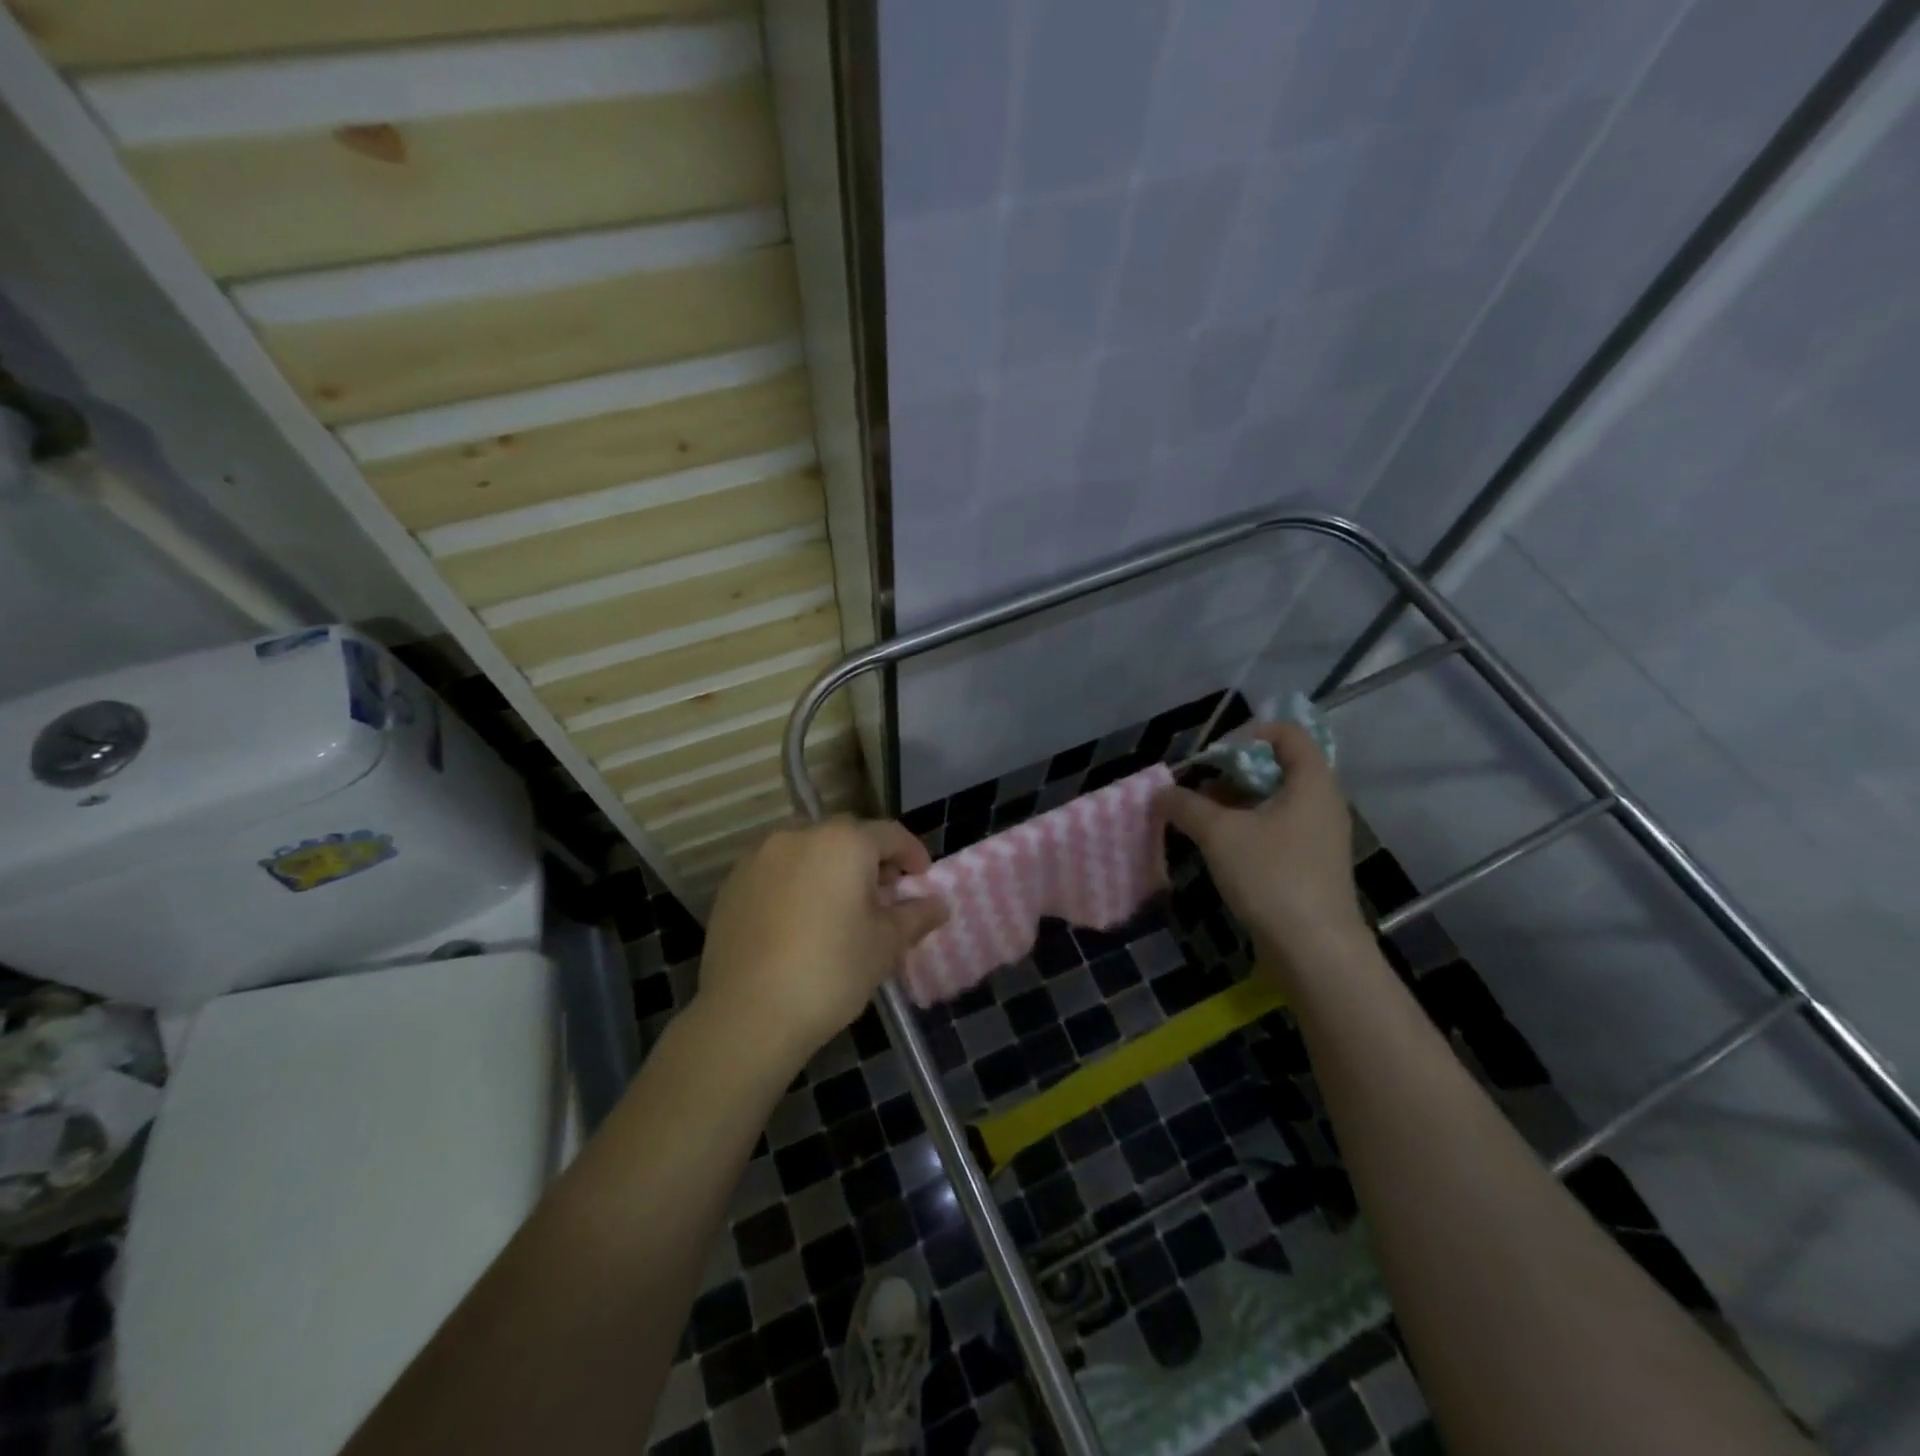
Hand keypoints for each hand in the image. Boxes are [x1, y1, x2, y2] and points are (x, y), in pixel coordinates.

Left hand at [694, 818, 948, 1074]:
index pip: (890, 835)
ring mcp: (759, 856)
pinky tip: (799, 920)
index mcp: (843, 842)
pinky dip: (795, 883)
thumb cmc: (832, 971)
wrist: (749, 1014)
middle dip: (870, 859)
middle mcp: (799, 834)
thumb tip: (939, 905)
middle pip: (846, 837)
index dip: (912, 855)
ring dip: (829, 867)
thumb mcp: (886, 944)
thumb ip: (916, 916)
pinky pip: (776, 870)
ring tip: (838, 906)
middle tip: (883, 895)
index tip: (922, 880)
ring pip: (807, 850)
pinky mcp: (732, 882)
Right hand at [1155, 721, 1370, 983]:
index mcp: (1312, 782)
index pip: (1288, 734)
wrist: (1315, 950)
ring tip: (1201, 817)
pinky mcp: (1312, 865)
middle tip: (1200, 787)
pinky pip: (1279, 829)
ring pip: (1276, 801)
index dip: (1248, 735)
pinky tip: (1220, 847)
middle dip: (1234, 771)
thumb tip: (1160, 792)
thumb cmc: (1271, 876)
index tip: (1213, 757)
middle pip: (1279, 766)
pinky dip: (1249, 827)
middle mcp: (1323, 802)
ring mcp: (1320, 836)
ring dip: (1237, 801)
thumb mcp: (1219, 833)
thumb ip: (1187, 805)